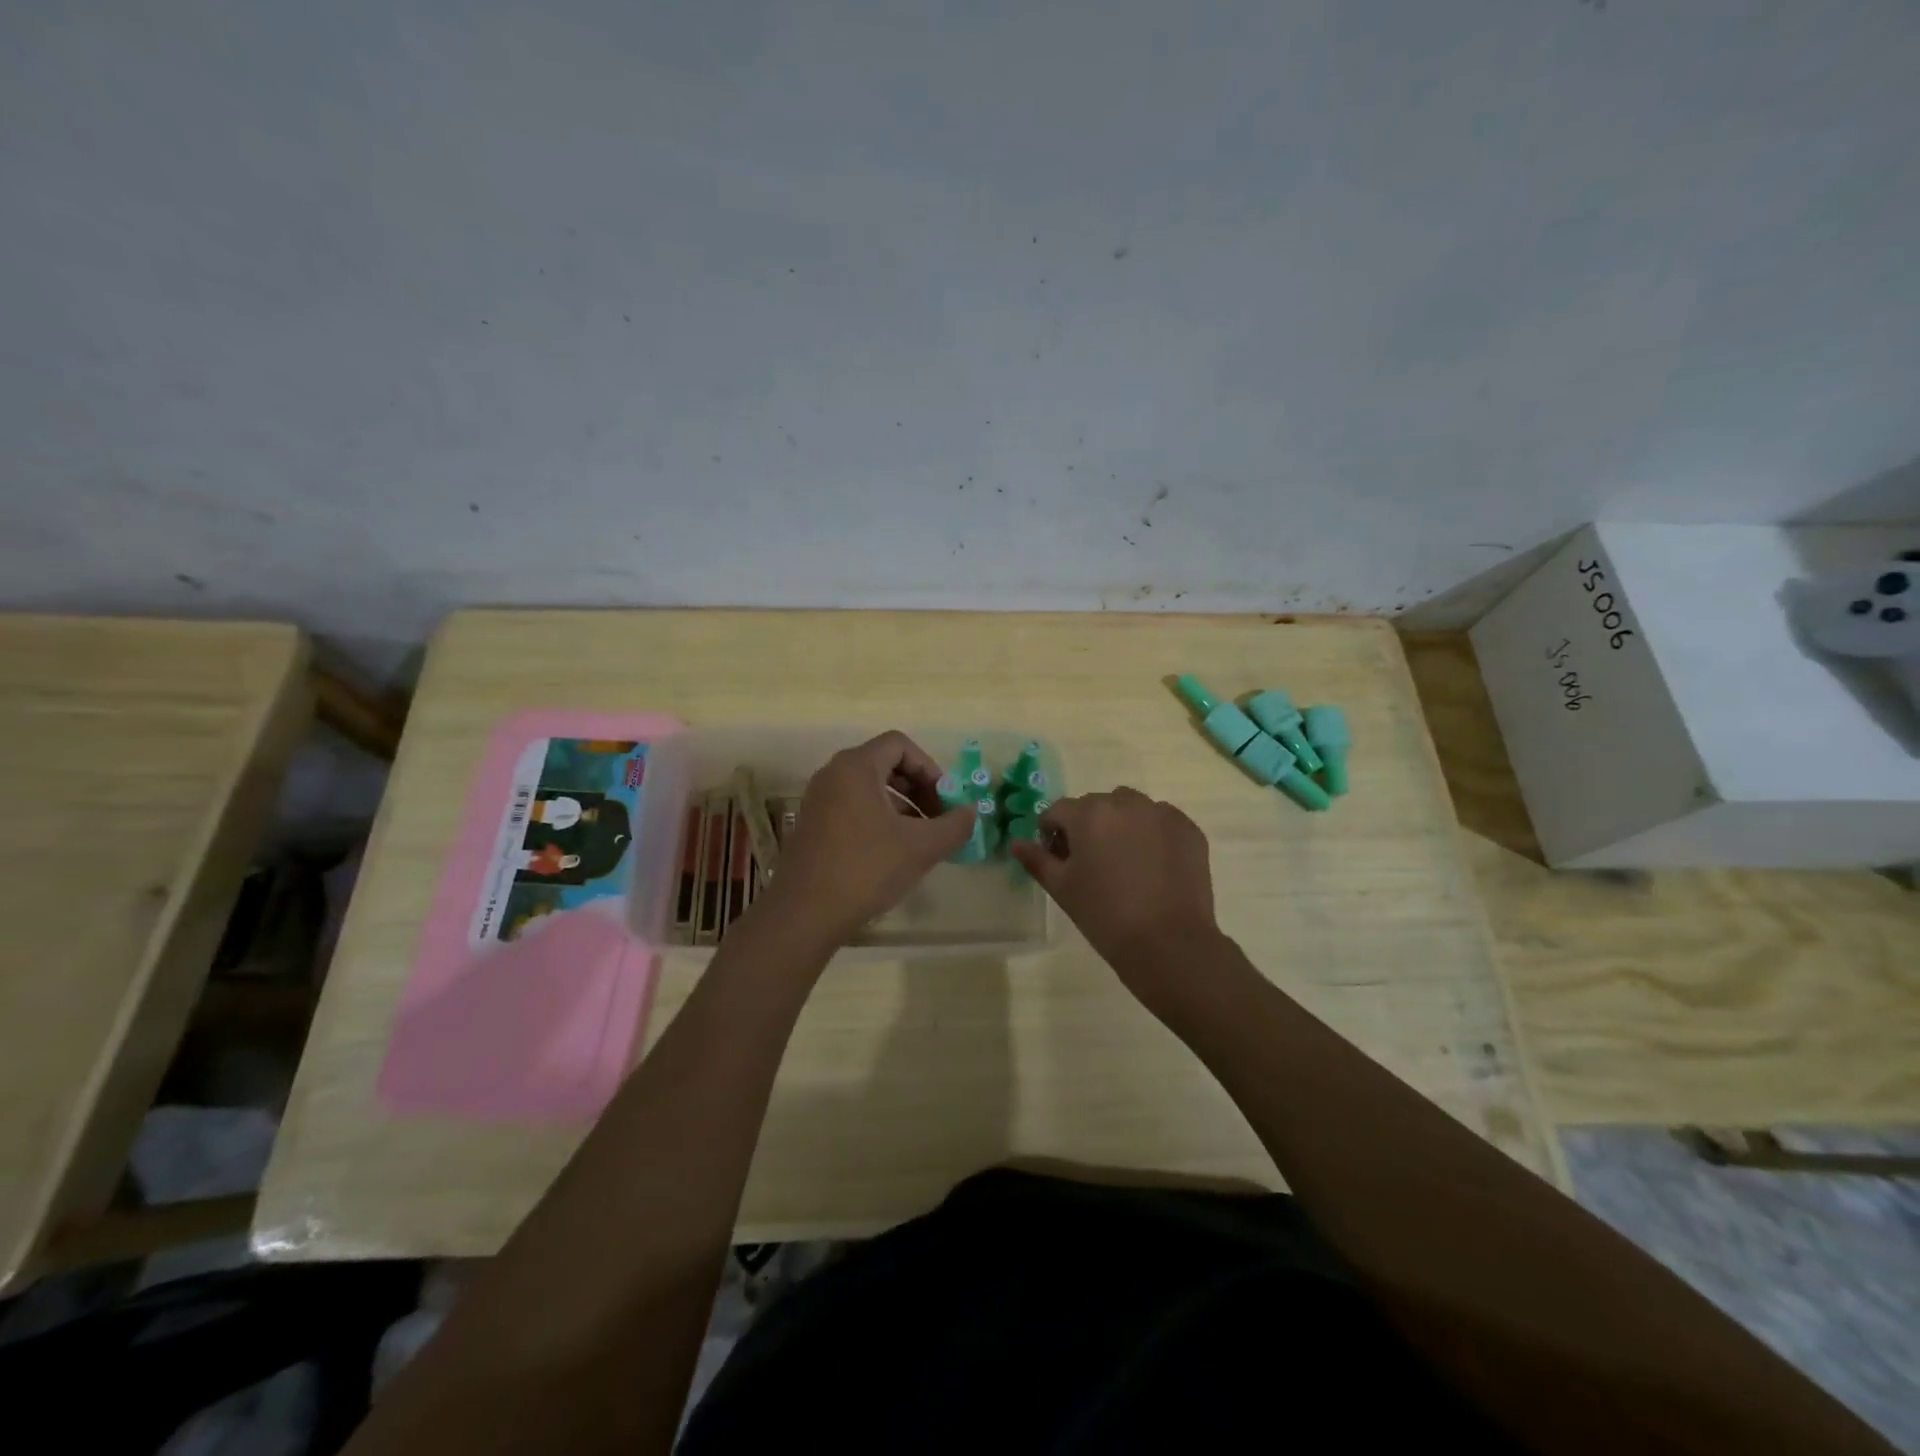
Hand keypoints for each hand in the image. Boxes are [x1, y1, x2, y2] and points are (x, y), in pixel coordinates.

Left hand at [756, 731, 973, 948]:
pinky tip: (892, 854)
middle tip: (937, 819)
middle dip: (918, 788)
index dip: (929, 767)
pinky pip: (852, 808)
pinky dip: (878, 820)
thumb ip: (954, 825)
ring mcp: (818, 800)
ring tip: (919, 840)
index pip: (900, 744)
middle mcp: (833, 775)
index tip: (945, 800)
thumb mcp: (921, 847)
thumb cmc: (866, 869)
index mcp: (856, 767)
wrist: (804, 914)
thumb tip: (971, 813)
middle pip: (884, 765)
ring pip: (869, 789)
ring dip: (901, 807)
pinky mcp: (812, 825)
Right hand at [1010, 788, 1221, 1003]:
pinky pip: (1161, 821)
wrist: (1168, 943)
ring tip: (1125, 862)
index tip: (1058, 858)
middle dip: (1088, 827)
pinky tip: (1153, 866)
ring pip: (1130, 808)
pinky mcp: (1188, 829)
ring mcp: (1161, 813)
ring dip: (1121, 824)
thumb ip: (1036, 860)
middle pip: (1096, 806)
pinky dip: (1152, 834)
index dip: (1052, 833)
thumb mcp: (1062, 888)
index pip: (1058, 811)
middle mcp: (1126, 803)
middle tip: (1092, 863)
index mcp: (1089, 814)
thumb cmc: (1104, 915)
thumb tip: (1015, 843)